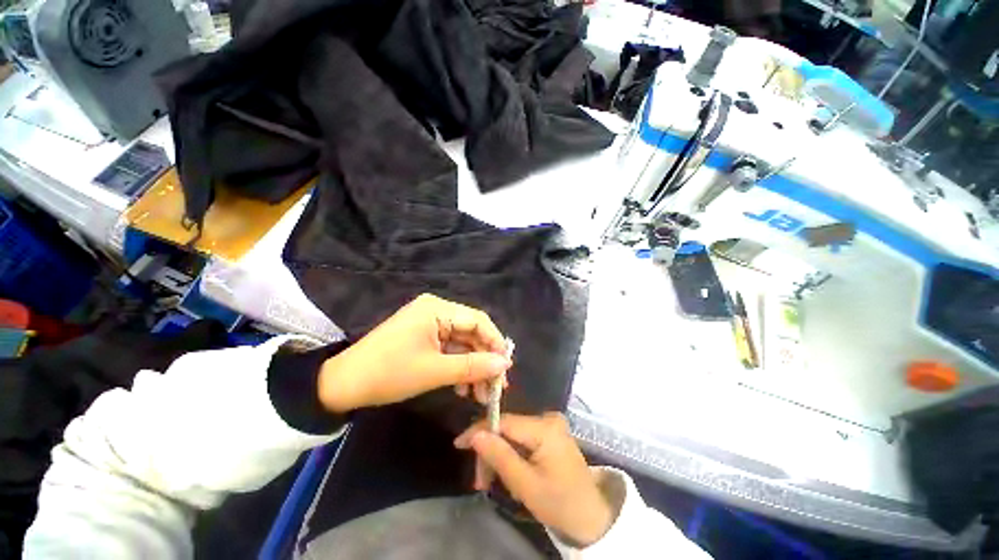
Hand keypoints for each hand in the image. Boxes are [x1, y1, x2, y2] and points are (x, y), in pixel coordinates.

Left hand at [318, 294, 511, 412]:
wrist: (342, 385)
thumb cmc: (388, 373)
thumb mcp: (434, 371)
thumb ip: (472, 366)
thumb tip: (504, 365)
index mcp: (437, 309)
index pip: (478, 320)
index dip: (495, 342)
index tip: (506, 367)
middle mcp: (436, 310)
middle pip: (471, 332)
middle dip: (484, 359)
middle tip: (495, 386)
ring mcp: (430, 323)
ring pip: (462, 343)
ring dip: (472, 367)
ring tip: (480, 394)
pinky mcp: (424, 337)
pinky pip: (449, 349)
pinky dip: (458, 366)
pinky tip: (462, 387)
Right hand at [454, 413, 613, 547]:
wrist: (592, 517)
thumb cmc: (560, 503)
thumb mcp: (525, 485)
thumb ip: (500, 456)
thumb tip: (475, 434)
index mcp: (545, 427)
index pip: (504, 421)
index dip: (480, 430)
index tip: (459, 444)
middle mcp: (548, 418)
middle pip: (508, 428)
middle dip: (491, 451)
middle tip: (480, 480)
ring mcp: (551, 424)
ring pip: (513, 434)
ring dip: (501, 456)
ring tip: (495, 482)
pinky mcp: (551, 432)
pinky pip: (523, 438)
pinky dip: (513, 455)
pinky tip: (511, 474)